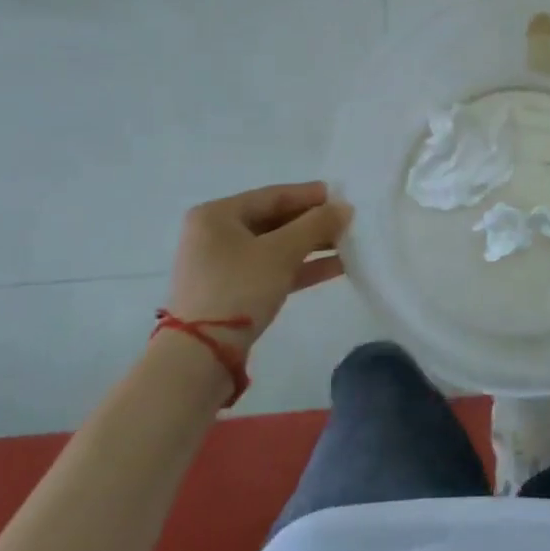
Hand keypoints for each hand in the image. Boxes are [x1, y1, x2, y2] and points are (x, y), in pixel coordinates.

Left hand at [168, 181, 350, 343]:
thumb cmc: (239, 288)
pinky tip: (335, 267)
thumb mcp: (281, 252)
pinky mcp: (231, 292)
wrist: (202, 355)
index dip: (309, 195)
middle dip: (312, 223)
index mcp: (217, 215)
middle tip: (347, 222)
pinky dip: (300, 268)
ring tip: (348, 244)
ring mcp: (221, 265)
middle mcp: (215, 235)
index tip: (341, 196)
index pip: (272, 195)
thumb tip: (344, 207)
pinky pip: (271, 269)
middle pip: (274, 220)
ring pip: (275, 247)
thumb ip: (316, 225)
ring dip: (311, 246)